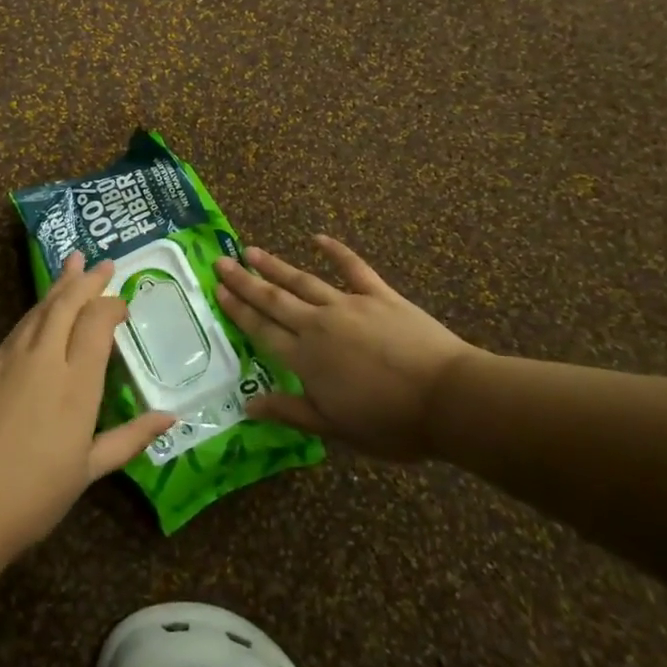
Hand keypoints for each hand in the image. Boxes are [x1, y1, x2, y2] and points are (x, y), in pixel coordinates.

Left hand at [0, 253, 174, 568]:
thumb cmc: (32, 497)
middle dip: (85, 280)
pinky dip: (32, 318)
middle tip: (102, 262)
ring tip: (71, 267)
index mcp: (75, 383)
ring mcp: (5, 361)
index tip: (122, 303)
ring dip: (57, 288)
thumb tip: (170, 418)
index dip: (111, 305)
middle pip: (65, 305)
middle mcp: (41, 359)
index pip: (97, 322)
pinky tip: (36, 320)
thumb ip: (129, 438)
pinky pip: (13, 334)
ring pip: (36, 312)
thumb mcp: (88, 471)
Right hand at [216, 236, 478, 461]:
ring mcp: (350, 305)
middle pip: (274, 299)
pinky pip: (354, 268)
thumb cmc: (390, 422)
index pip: (262, 329)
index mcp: (305, 358)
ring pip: (303, 280)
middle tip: (221, 262)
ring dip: (275, 265)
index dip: (238, 310)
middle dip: (245, 281)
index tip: (217, 291)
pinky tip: (319, 238)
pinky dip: (336, 251)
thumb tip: (247, 404)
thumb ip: (290, 411)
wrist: (448, 399)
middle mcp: (319, 325)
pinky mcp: (381, 296)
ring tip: (252, 250)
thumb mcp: (335, 428)